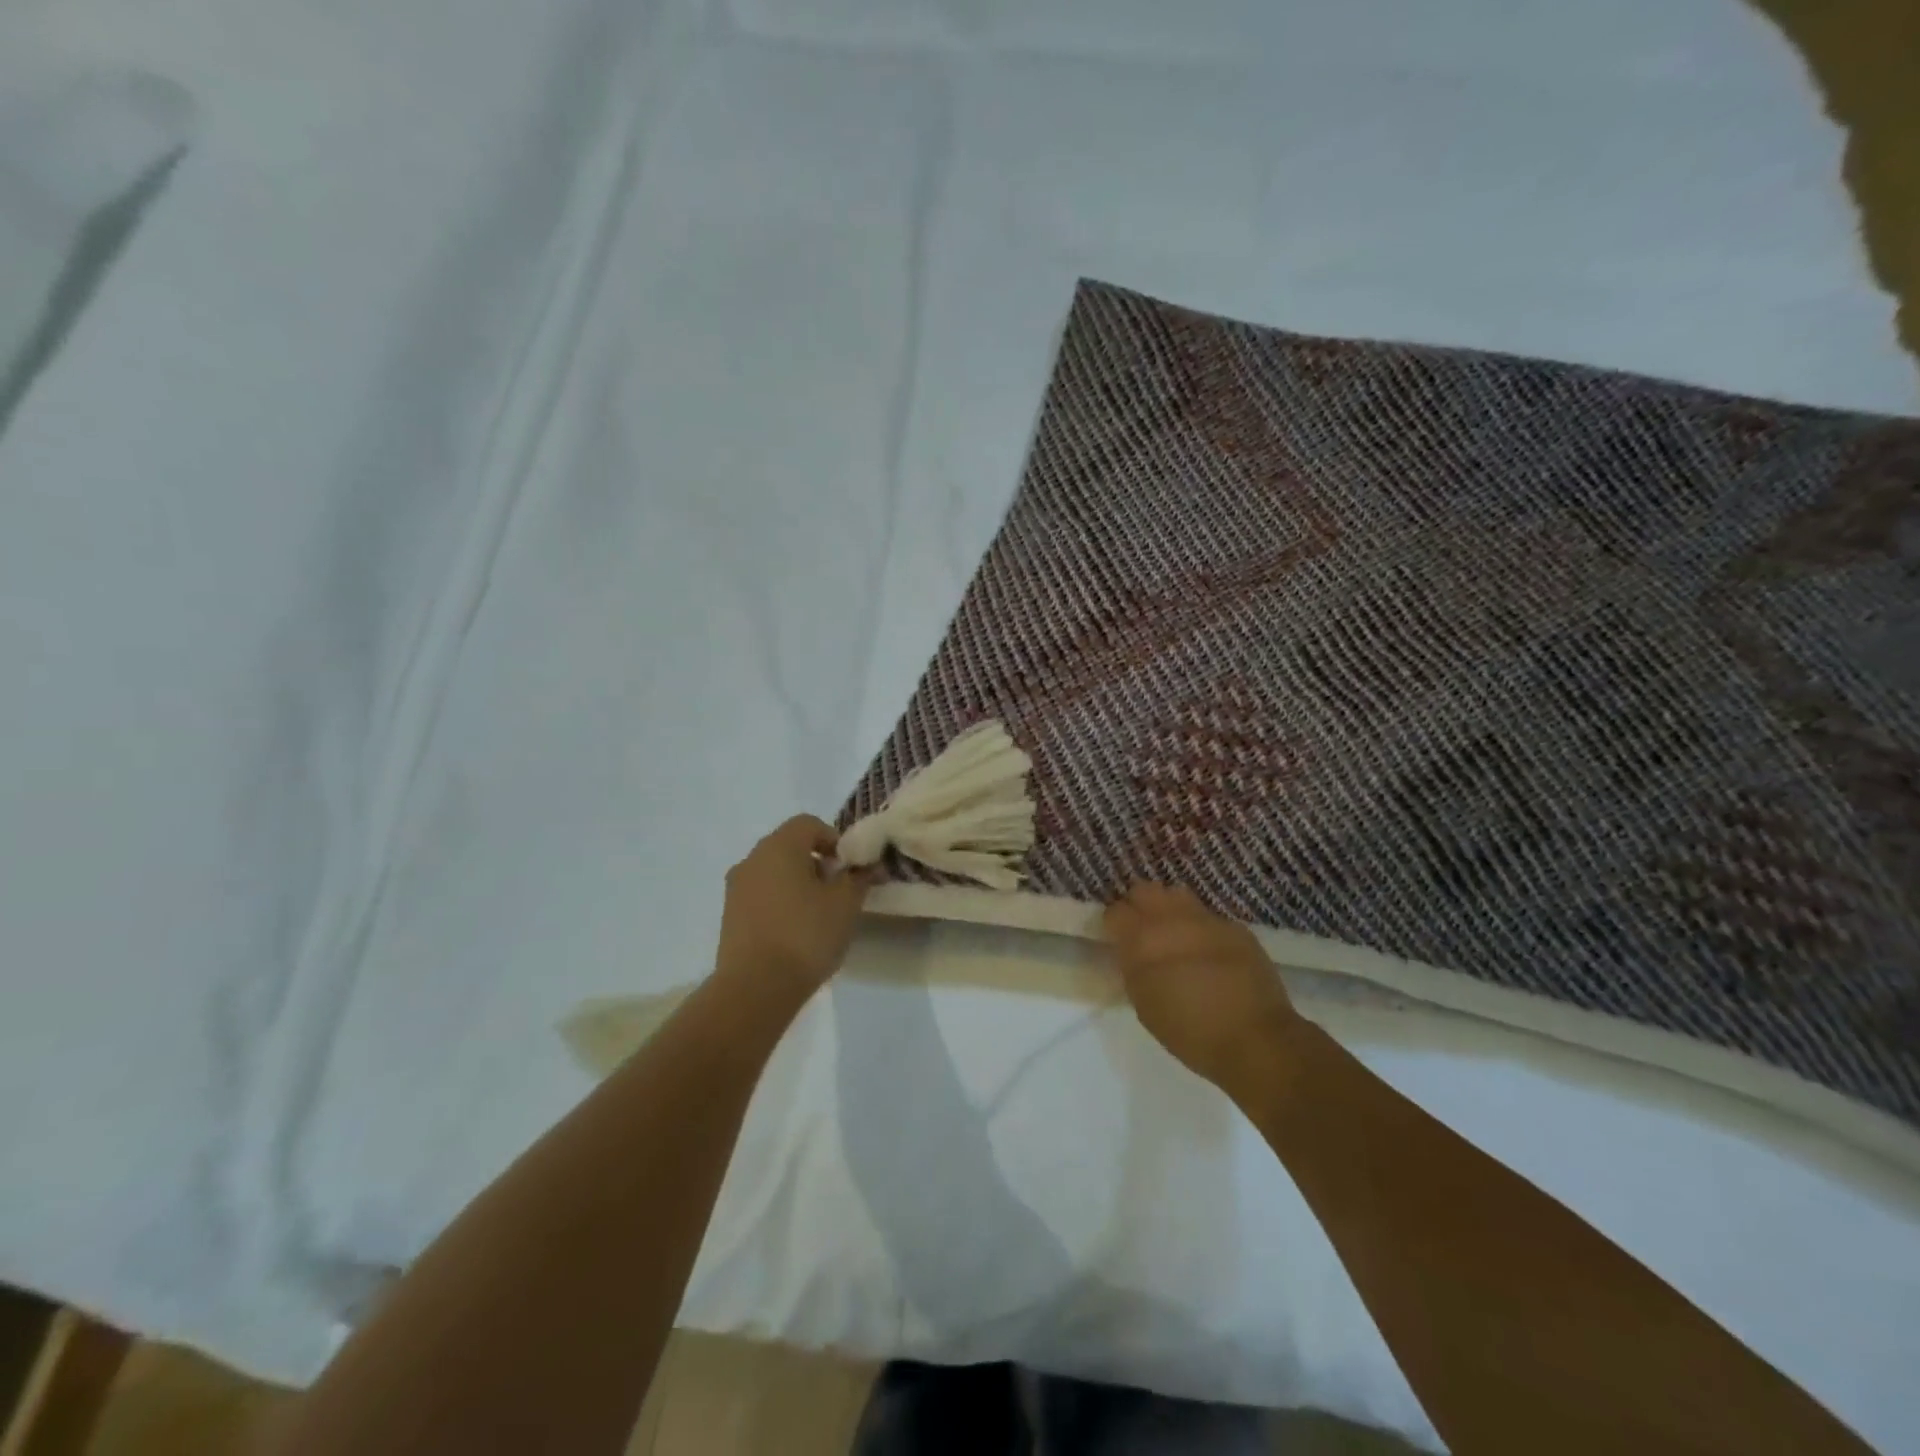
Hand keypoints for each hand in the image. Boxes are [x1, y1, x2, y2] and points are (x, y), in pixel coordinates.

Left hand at [714, 816, 872, 1004]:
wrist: (755, 988)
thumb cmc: (806, 935)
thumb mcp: (846, 904)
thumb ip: (858, 878)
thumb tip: (865, 866)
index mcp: (779, 846)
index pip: (809, 824)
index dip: (834, 840)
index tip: (849, 868)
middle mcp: (752, 859)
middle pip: (789, 846)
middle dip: (816, 863)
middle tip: (837, 891)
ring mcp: (736, 888)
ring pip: (773, 872)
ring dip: (796, 884)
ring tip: (817, 916)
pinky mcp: (729, 916)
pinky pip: (760, 896)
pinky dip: (779, 903)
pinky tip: (795, 933)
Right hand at [1103, 883, 1302, 1085]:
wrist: (1255, 1040)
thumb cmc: (1190, 1033)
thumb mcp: (1144, 1005)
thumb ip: (1132, 968)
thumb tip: (1130, 951)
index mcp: (1142, 940)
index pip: (1115, 911)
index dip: (1114, 924)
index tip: (1118, 939)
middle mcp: (1171, 919)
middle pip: (1144, 890)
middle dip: (1139, 906)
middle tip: (1144, 932)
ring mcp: (1206, 920)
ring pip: (1177, 895)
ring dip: (1170, 910)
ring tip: (1175, 934)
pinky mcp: (1235, 927)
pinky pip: (1209, 917)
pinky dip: (1202, 929)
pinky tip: (1210, 952)